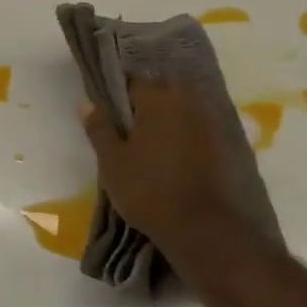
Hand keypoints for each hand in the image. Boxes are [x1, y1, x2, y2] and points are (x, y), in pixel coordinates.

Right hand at [77, 79, 249, 250]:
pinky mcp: (221, 143)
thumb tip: (85, 103)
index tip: (110, 110)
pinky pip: (196, 125)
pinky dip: (183, 131)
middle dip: (146, 100)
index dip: (119, 92)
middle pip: (162, 89)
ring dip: (167, 115)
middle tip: (128, 124)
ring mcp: (207, 122)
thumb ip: (99, 128)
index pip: (134, 81)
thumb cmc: (147, 189)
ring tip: (149, 139)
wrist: (200, 226)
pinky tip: (171, 152)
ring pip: (182, 106)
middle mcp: (185, 102)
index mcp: (156, 100)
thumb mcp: (112, 161)